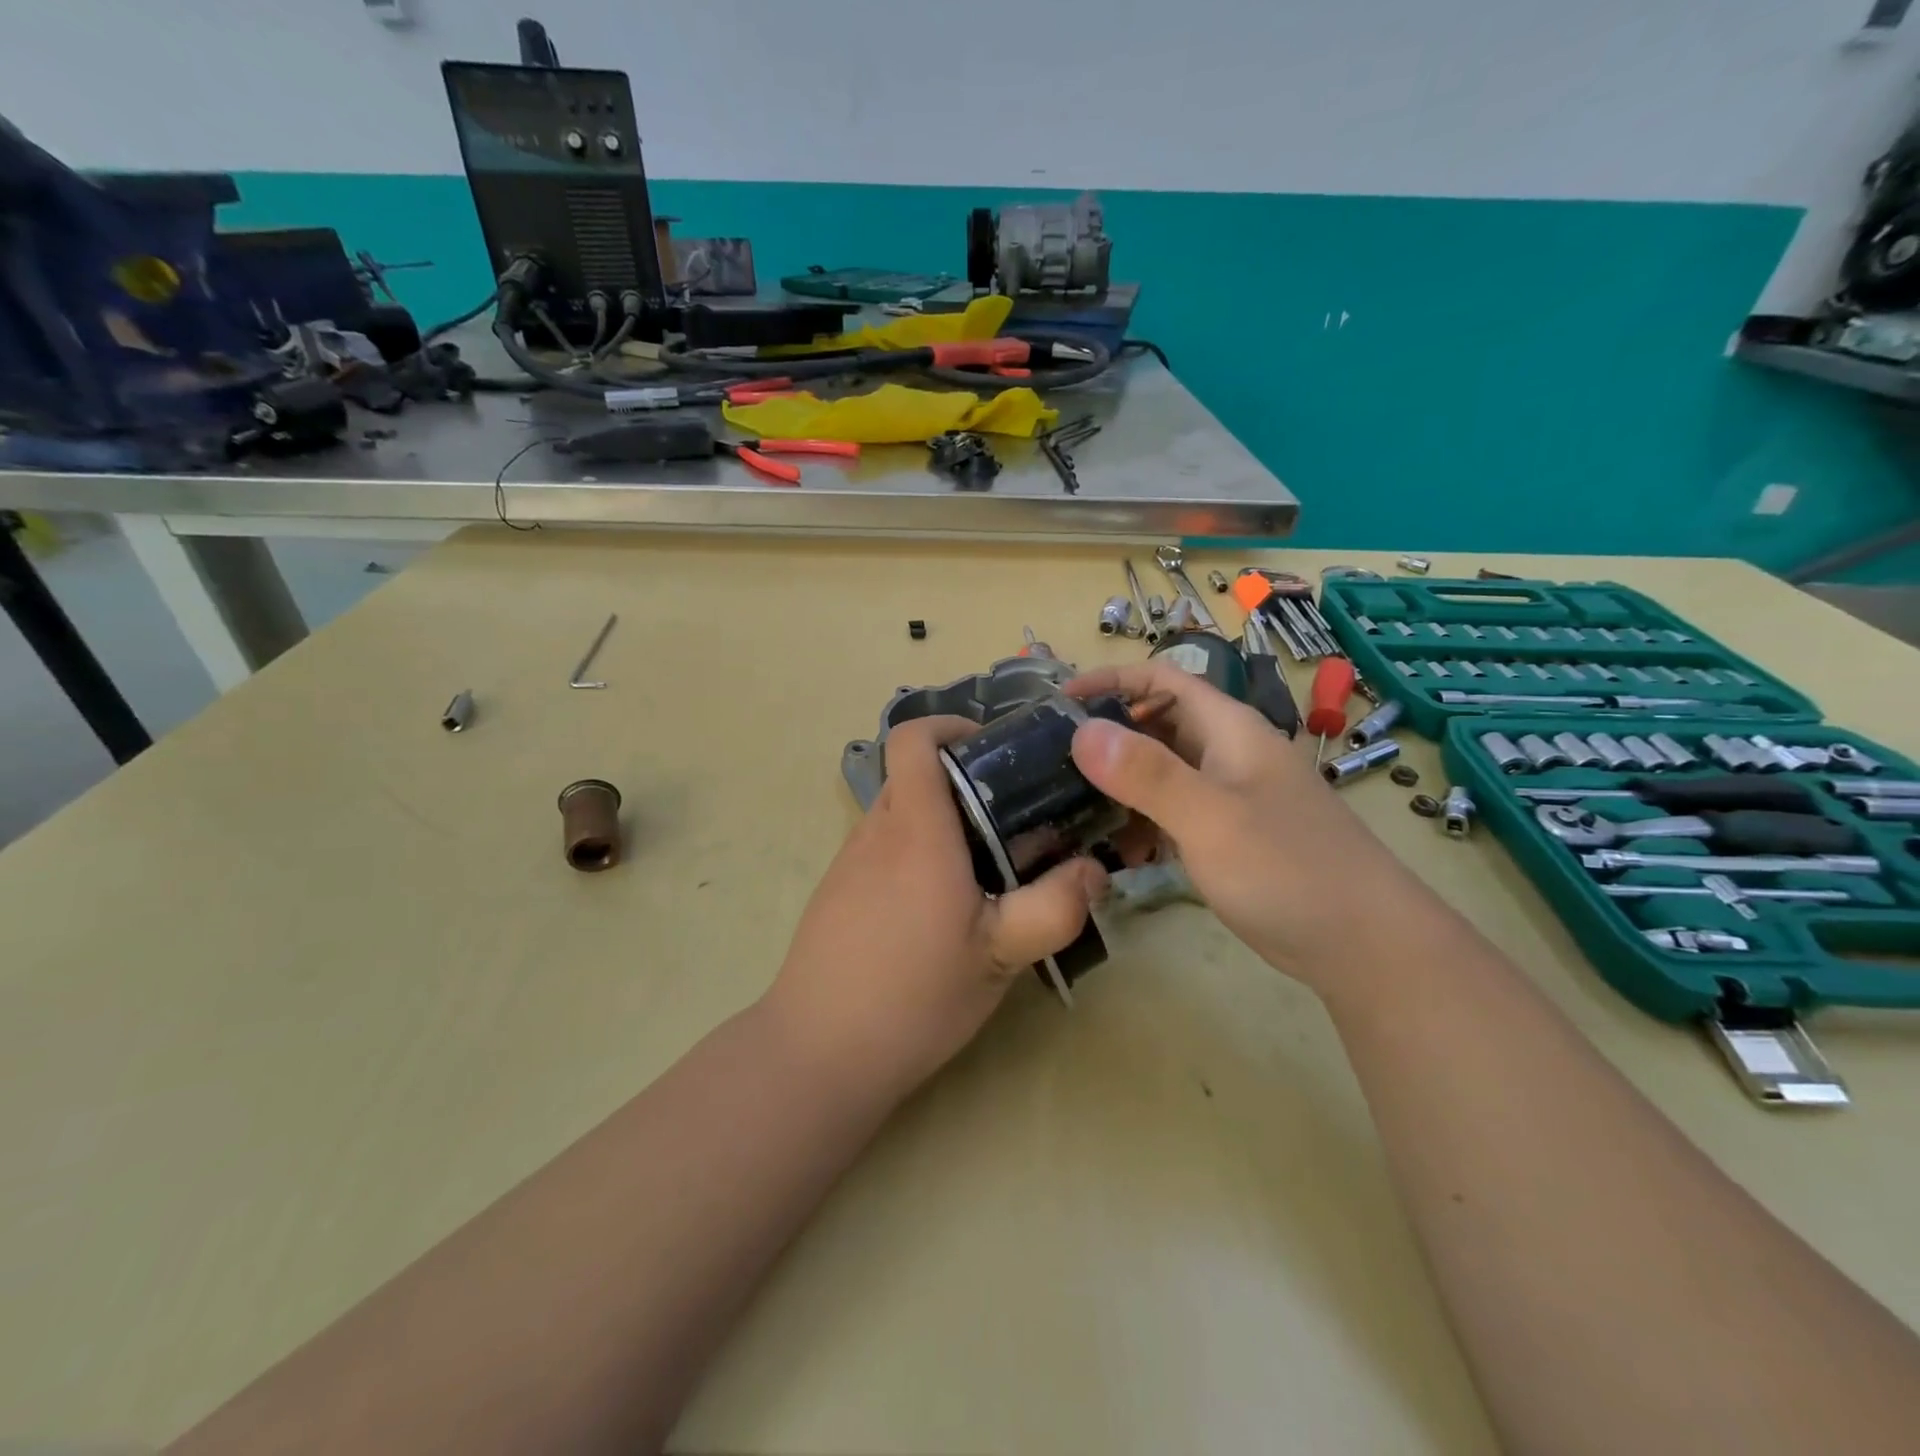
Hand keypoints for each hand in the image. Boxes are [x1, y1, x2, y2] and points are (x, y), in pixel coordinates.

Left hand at [766, 716, 1108, 1097]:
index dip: (950, 725)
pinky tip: (939, 910)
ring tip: (985, 870)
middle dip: (963, 782)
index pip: (913, 738)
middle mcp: (875, 832)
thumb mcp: (999, 955)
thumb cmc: (913, 996)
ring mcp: (848, 862)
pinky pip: (882, 849)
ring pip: (899, 814)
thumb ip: (1054, 907)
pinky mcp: (836, 892)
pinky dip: (915, 854)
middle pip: (914, 775)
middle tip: (1012, 821)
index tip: (993, 750)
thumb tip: (1094, 870)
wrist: (818, 1053)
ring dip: (941, 823)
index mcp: (915, 830)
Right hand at [1066, 661, 1417, 992]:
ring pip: (1161, 772)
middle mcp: (1226, 753)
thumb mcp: (1211, 818)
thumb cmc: (1289, 869)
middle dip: (1107, 735)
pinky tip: (1119, 850)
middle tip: (1054, 760)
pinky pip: (1172, 813)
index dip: (1110, 680)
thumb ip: (1147, 774)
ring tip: (1073, 807)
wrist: (1364, 945)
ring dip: (1120, 784)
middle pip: (1156, 724)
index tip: (1058, 701)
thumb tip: (1082, 730)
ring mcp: (1228, 796)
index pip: (1162, 679)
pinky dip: (1142, 822)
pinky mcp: (1227, 836)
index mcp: (1228, 729)